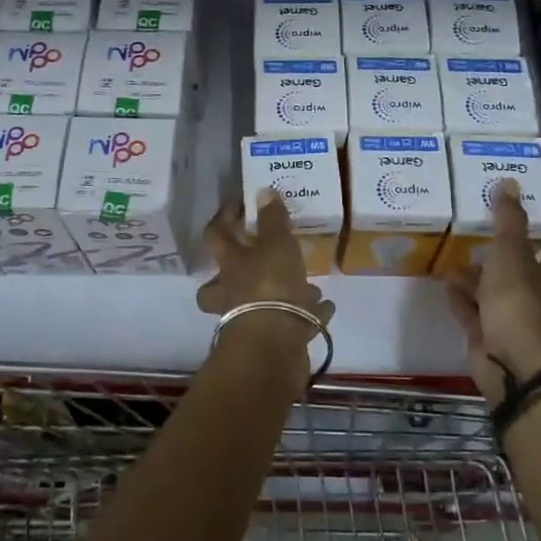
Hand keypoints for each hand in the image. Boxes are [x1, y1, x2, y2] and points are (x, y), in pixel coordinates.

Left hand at [197, 189, 335, 355]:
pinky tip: (324, 307)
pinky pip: (291, 323)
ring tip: (306, 283)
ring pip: (256, 305)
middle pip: (217, 285)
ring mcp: (251, 321)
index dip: (223, 218)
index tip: (237, 205)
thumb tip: (263, 192)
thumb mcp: (276, 244)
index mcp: (231, 266)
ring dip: (278, 293)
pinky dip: (307, 315)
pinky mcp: (275, 342)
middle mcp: (233, 294)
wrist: (274, 347)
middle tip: (250, 261)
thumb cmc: (270, 287)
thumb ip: (272, 220)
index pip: (216, 236)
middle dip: (229, 275)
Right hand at [444, 179, 540, 404]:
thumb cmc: (519, 303)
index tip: (524, 210)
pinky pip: (472, 310)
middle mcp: (533, 293)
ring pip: (490, 288)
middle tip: (474, 227)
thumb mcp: (511, 255)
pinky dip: (459, 297)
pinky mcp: (487, 334)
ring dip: (473, 274)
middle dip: (497, 250)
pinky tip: (443, 283)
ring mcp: (510, 316)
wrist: (513, 365)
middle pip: (517, 267)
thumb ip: (508, 220)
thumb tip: (509, 182)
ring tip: (449, 252)